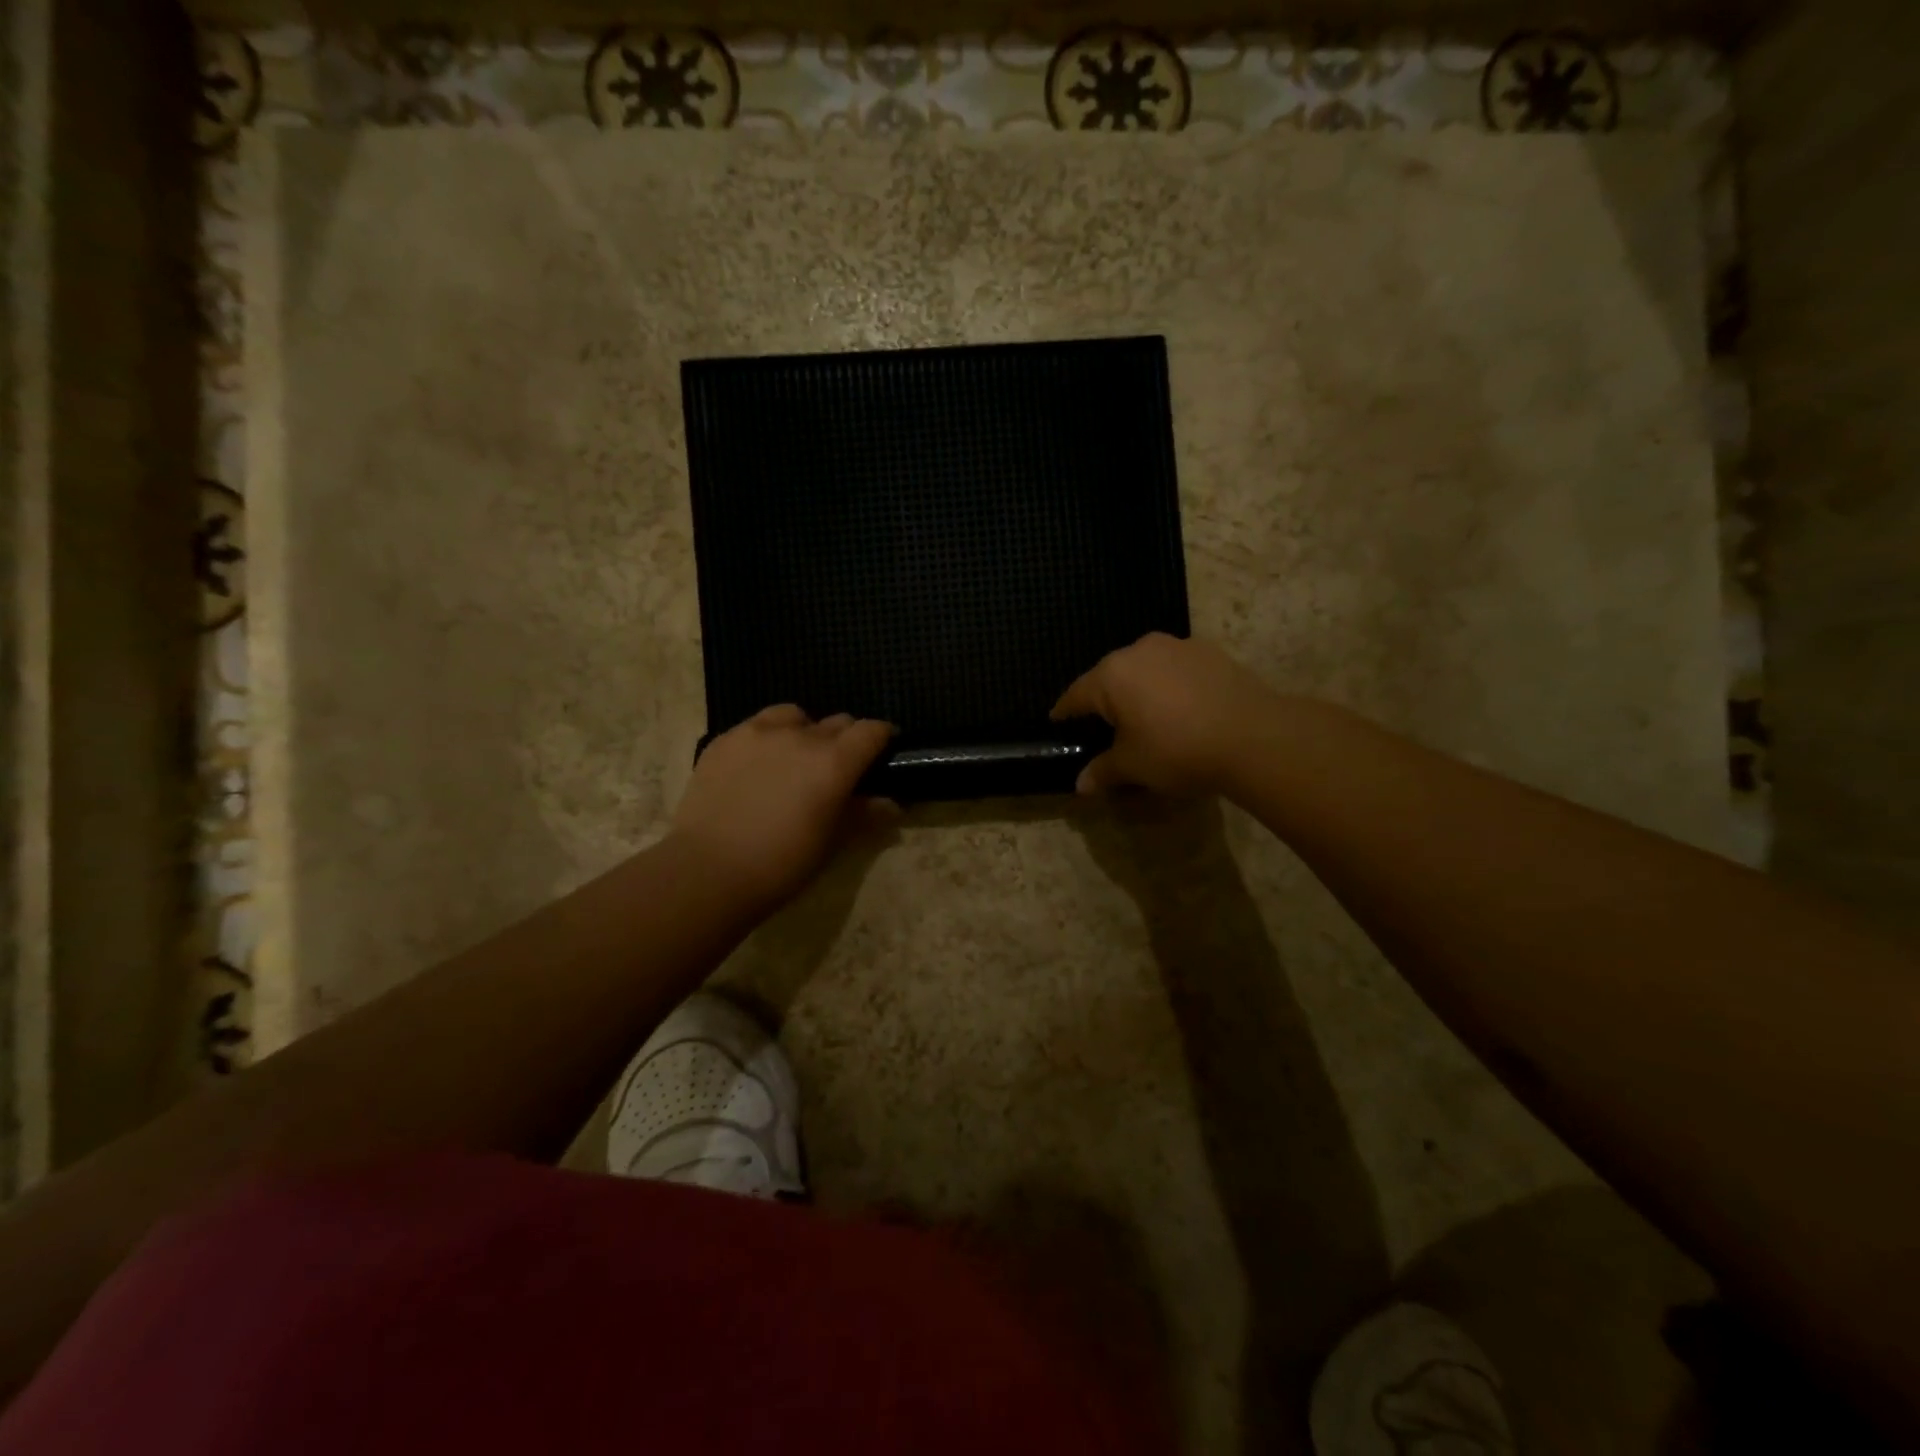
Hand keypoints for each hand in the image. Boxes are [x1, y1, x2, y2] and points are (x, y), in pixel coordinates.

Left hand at [670, 706, 896, 910]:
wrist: (707, 871)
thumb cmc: (781, 864)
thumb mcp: (831, 843)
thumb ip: (863, 816)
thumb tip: (891, 804)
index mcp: (834, 761)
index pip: (871, 731)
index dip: (882, 737)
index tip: (883, 752)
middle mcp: (799, 736)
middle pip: (836, 722)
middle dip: (845, 740)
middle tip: (838, 768)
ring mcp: (757, 733)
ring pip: (793, 716)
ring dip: (803, 731)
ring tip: (794, 759)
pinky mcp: (724, 740)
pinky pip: (755, 727)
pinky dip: (767, 739)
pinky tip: (757, 768)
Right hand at [1051, 633, 1273, 794]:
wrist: (1254, 736)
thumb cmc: (1177, 750)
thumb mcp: (1134, 766)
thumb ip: (1103, 771)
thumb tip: (1080, 785)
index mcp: (1111, 675)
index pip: (1075, 695)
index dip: (1065, 713)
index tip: (1058, 724)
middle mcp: (1139, 650)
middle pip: (1109, 677)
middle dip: (1104, 700)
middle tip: (1105, 726)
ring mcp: (1177, 646)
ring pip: (1145, 668)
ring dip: (1140, 689)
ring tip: (1146, 716)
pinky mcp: (1210, 651)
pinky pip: (1176, 669)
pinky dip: (1170, 686)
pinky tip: (1181, 709)